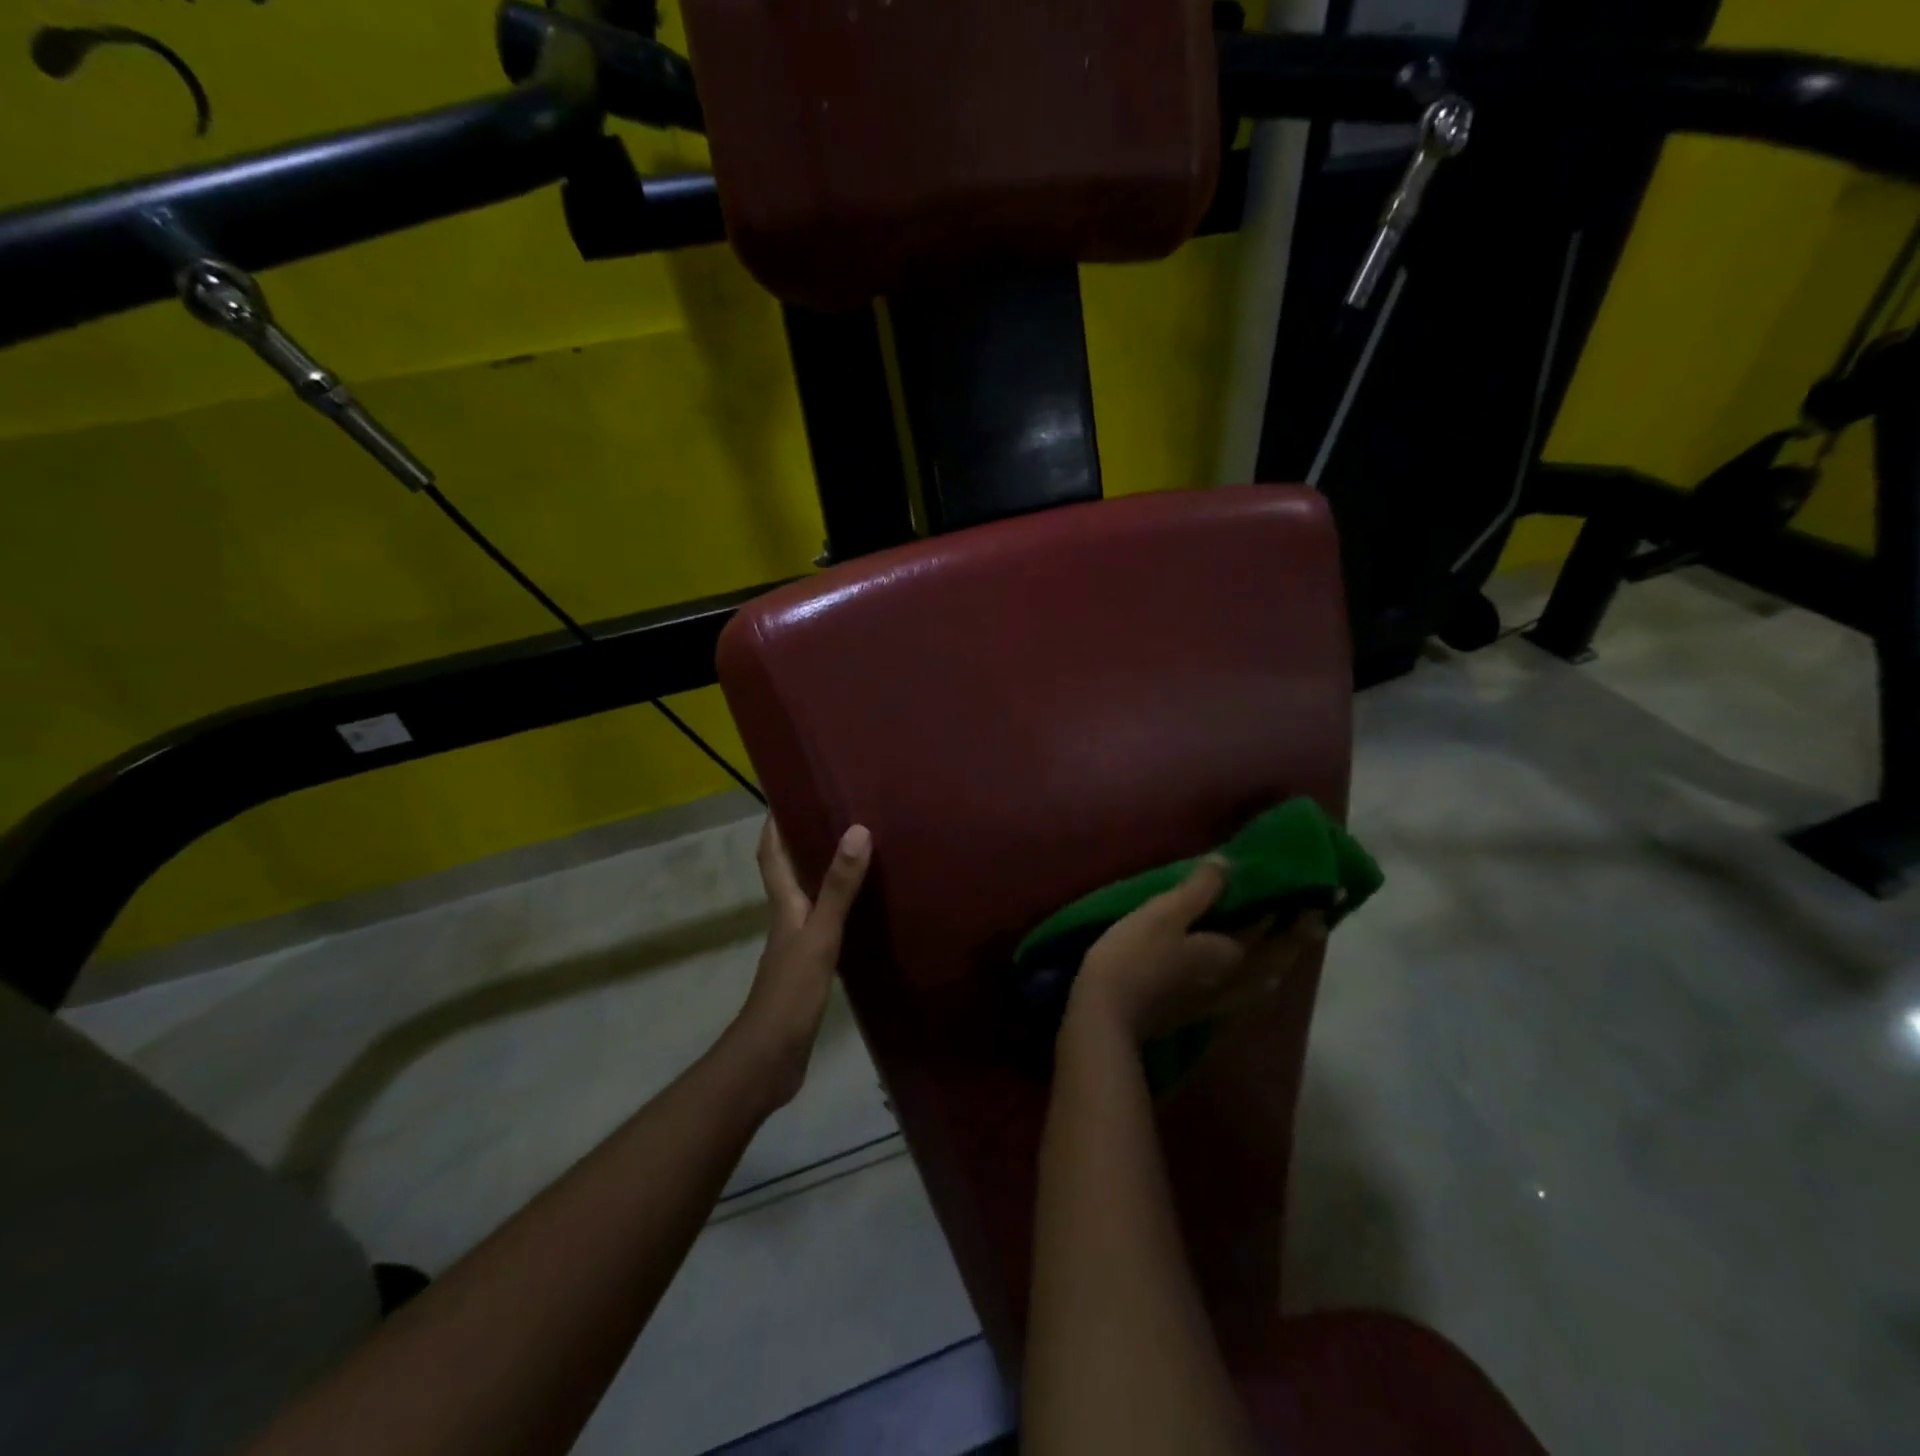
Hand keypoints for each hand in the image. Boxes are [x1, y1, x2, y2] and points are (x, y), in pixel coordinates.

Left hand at [734, 817, 872, 1106]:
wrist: (769, 1059)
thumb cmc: (790, 992)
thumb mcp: (820, 935)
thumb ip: (839, 888)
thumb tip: (857, 830)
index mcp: (784, 907)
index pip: (772, 856)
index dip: (774, 826)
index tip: (784, 795)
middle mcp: (787, 921)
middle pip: (789, 874)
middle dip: (802, 843)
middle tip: (833, 816)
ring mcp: (796, 947)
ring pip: (808, 900)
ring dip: (822, 876)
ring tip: (853, 855)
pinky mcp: (809, 971)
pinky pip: (824, 927)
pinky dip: (838, 911)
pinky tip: (861, 913)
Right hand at [1067, 858, 1325, 1043]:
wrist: (1107, 1017)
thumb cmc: (1135, 957)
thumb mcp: (1163, 913)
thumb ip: (1199, 889)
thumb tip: (1228, 863)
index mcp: (1230, 952)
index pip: (1268, 925)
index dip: (1291, 907)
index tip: (1315, 893)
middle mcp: (1233, 979)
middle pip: (1275, 957)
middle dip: (1297, 937)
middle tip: (1317, 920)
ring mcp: (1217, 1001)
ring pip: (1263, 979)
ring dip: (1281, 961)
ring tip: (1289, 949)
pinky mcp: (1198, 1012)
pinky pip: (1245, 993)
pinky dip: (1259, 980)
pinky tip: (1252, 981)